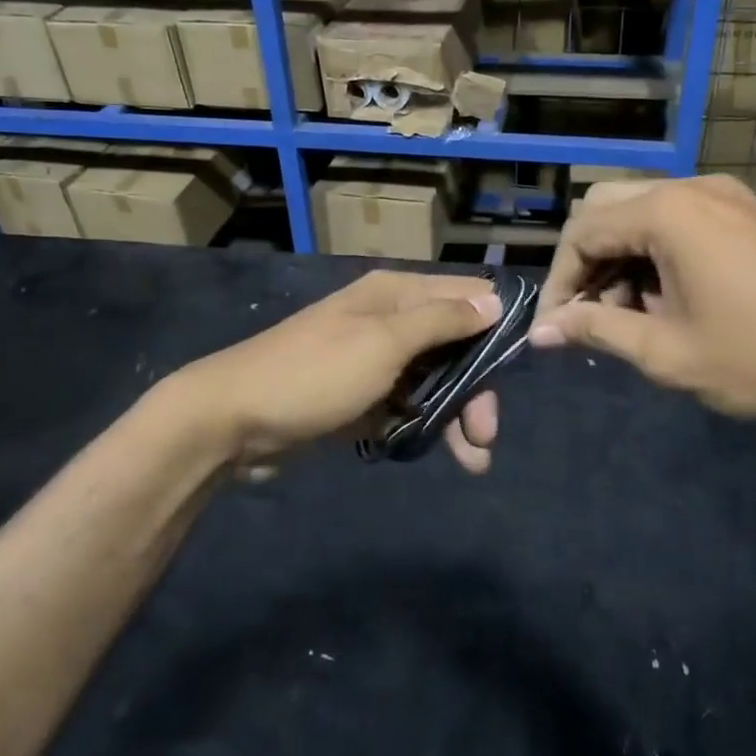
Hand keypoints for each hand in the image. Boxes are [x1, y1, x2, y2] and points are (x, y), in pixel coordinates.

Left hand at [170, 270, 503, 473]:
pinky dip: (424, 427)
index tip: (522, 365)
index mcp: (397, 295)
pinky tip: (435, 451)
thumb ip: (442, 320)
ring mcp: (375, 361)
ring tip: (474, 460)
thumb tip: (495, 299)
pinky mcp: (362, 397)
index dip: (498, 325)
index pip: (468, 295)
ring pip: (435, 381)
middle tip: (486, 434)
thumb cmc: (315, 373)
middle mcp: (391, 321)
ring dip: (457, 416)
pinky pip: (408, 406)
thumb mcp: (384, 342)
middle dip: (477, 387)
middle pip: (456, 345)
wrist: (232, 420)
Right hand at [529, 176, 755, 429]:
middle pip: (606, 208)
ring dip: (621, 258)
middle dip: (587, 262)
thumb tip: (541, 333)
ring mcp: (725, 195)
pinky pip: (679, 218)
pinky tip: (666, 297)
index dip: (558, 281)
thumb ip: (597, 330)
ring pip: (642, 211)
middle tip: (589, 314)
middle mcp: (692, 188)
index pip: (582, 232)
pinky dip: (655, 251)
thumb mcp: (667, 352)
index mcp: (668, 213)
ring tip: (630, 315)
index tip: (554, 328)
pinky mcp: (746, 212)